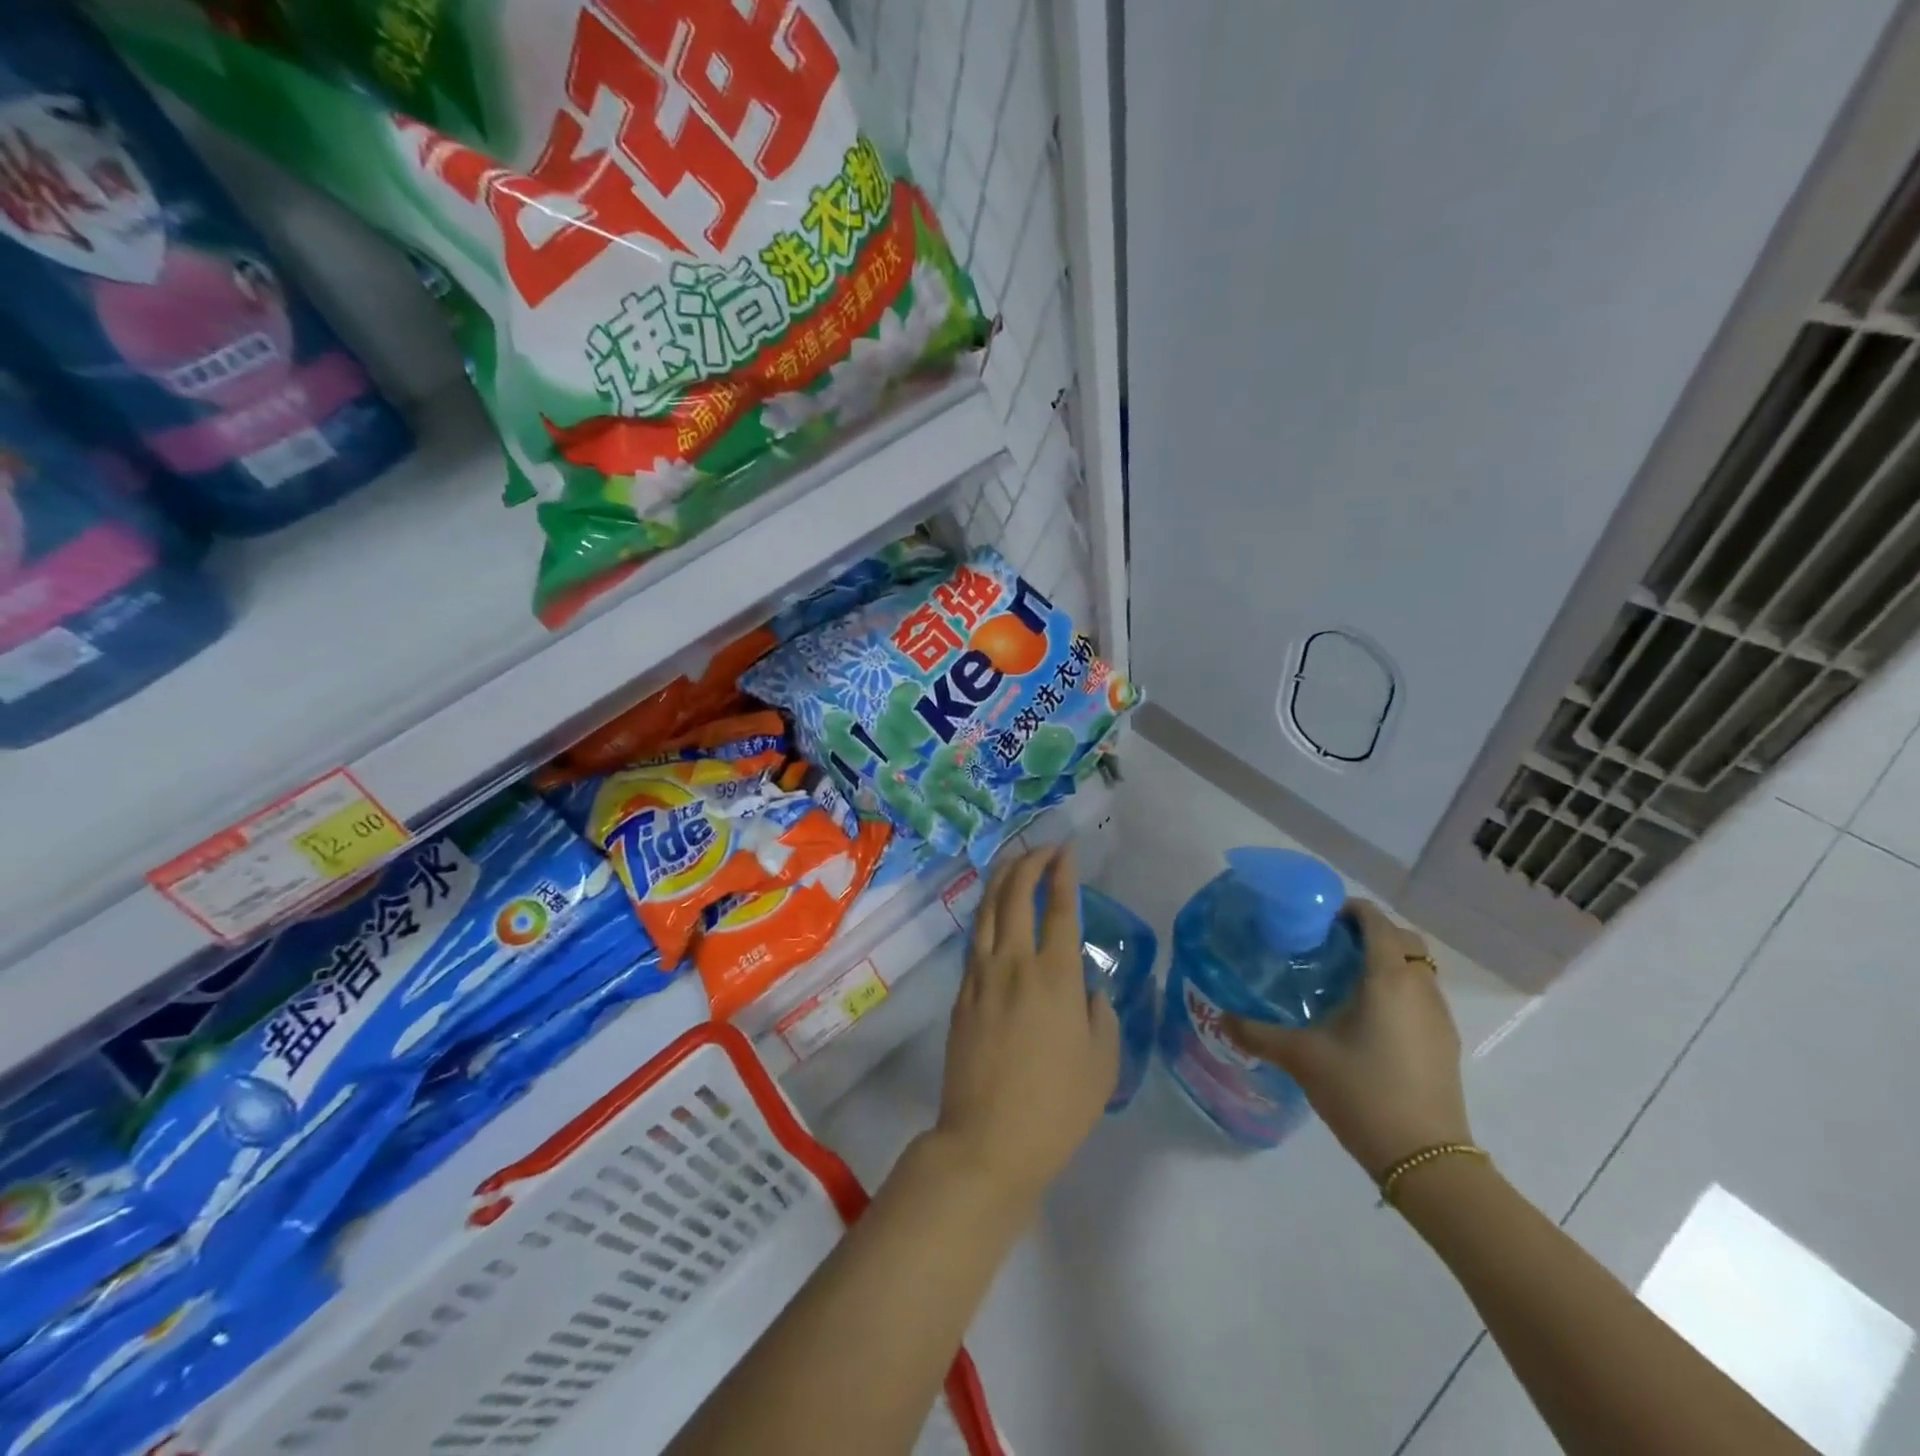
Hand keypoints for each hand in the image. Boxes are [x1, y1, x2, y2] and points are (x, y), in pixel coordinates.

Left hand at [931, 845, 1119, 1212]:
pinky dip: (986, 914)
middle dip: (1029, 862)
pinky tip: (993, 912)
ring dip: (1002, 879)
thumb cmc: (1057, 1107)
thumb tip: (1088, 991)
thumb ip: (1101, 1016)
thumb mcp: (1103, 1064)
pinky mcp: (961, 993)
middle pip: (1016, 895)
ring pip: (988, 910)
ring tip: (1014, 862)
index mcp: (1056, 976)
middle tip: (1042, 849)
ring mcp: (981, 975)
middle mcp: (1015, 963)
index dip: (1063, 874)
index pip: (1059, 908)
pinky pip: (974, 939)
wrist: (988, 1141)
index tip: (1066, 851)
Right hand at [1223, 899, 1471, 1178]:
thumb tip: (1220, 1017)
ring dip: (1386, 961)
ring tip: (1343, 979)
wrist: (1426, 1159)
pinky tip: (1366, 1017)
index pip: (1376, 921)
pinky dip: (1397, 988)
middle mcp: (1420, 988)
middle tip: (1328, 945)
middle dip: (1369, 932)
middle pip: (1402, 939)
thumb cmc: (1362, 1091)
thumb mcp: (1301, 1057)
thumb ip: (1257, 1032)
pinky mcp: (1445, 1042)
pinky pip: (1421, 995)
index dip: (1348, 910)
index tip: (1316, 918)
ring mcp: (1439, 1016)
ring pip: (1416, 968)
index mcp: (1388, 978)